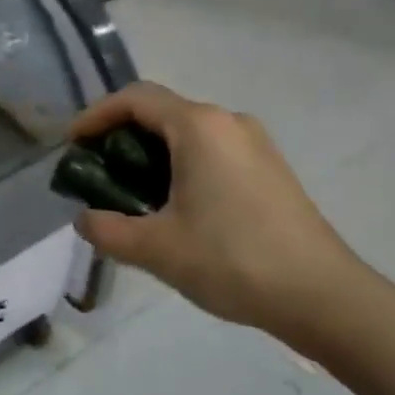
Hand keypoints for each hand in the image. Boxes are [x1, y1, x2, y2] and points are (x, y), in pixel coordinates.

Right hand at [70, 83, 369, 358]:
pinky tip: (175, 205)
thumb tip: (85, 219)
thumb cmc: (233, 260)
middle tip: (96, 172)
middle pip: (161, 112)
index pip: (135, 99)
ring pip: (188, 133)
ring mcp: (255, 143)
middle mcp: (228, 122)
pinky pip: (212, 150)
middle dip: (121, 136)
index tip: (72, 144)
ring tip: (130, 193)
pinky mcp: (269, 168)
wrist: (323, 296)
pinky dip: (181, 164)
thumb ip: (108, 230)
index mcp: (199, 127)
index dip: (96, 115)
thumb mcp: (157, 249)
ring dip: (151, 153)